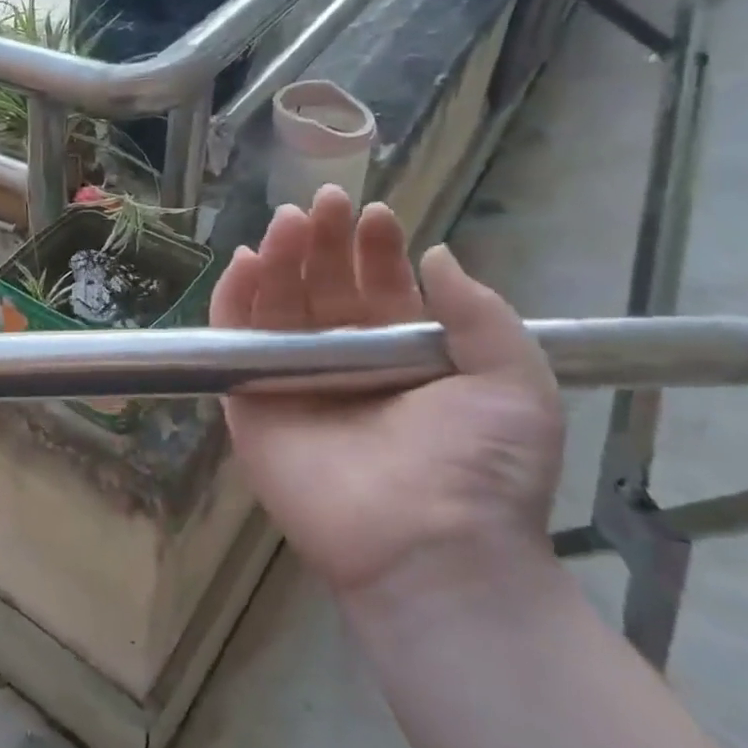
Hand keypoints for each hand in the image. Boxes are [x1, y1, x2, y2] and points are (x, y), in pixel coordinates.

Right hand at [210, 187, 564, 602]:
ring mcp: (293, 379)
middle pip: (322, 286)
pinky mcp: (251, 400)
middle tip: (324, 202)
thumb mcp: (514, 382)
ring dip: (278, 258)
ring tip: (287, 222)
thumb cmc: (481, 467)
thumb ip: (480, 315)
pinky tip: (245, 261)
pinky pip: (235, 340)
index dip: (375, 248)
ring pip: (276, 304)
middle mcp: (343, 361)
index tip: (376, 215)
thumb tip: (439, 255)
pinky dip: (233, 299)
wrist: (427, 544)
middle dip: (324, 241)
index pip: (379, 286)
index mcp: (400, 356)